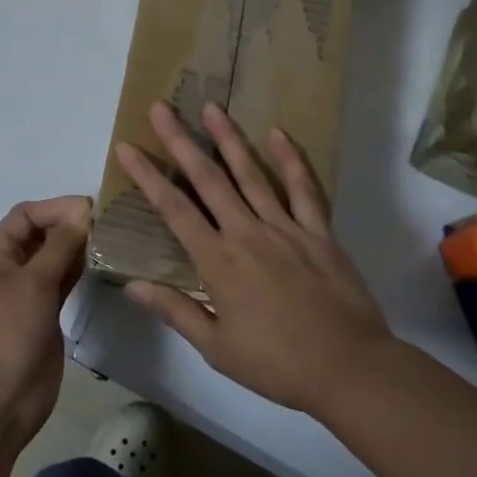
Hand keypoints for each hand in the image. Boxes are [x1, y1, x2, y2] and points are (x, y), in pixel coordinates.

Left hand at [0, 195, 90, 454]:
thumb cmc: (7, 333)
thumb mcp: (33, 283)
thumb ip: (59, 246)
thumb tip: (82, 213)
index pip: (26, 216)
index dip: (54, 207)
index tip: (89, 209)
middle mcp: (14, 269)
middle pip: (42, 235)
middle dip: (70, 225)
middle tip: (108, 224)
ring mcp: (31, 294)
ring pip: (56, 259)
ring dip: (79, 248)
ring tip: (111, 241)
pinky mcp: (47, 316)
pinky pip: (65, 283)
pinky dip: (81, 271)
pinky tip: (103, 265)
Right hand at [116, 101, 391, 415]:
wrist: (350, 368)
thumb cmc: (277, 364)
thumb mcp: (217, 348)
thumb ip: (175, 310)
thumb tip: (131, 285)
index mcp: (218, 261)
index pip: (174, 209)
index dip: (147, 176)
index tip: (126, 147)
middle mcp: (247, 232)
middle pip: (207, 179)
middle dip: (180, 141)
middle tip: (161, 108)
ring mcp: (285, 227)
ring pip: (251, 173)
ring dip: (228, 138)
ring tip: (210, 107)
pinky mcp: (319, 231)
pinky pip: (303, 188)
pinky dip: (290, 160)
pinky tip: (277, 134)